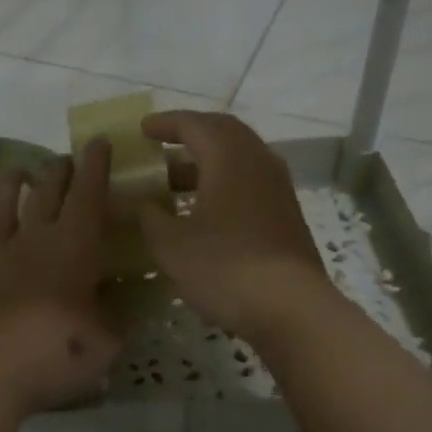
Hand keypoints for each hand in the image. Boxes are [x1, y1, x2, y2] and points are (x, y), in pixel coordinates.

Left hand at [0, 139, 121, 417]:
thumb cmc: (59, 351)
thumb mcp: (108, 340)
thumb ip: (118, 316)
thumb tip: (125, 302)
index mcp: (74, 249)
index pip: (88, 196)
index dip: (95, 167)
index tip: (98, 142)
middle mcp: (33, 243)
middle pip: (45, 195)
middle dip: (56, 172)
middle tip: (63, 158)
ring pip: (0, 212)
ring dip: (8, 188)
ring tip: (16, 171)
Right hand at [136, 111, 337, 341]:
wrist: (291, 308)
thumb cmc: (225, 267)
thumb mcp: (172, 245)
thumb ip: (150, 218)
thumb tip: (140, 205)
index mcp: (229, 158)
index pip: (194, 125)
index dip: (165, 124)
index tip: (143, 130)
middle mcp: (258, 162)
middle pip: (223, 133)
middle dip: (191, 135)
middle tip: (163, 145)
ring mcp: (278, 188)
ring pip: (240, 159)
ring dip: (208, 162)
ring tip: (177, 182)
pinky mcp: (287, 214)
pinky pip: (251, 182)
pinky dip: (225, 183)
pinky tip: (207, 210)